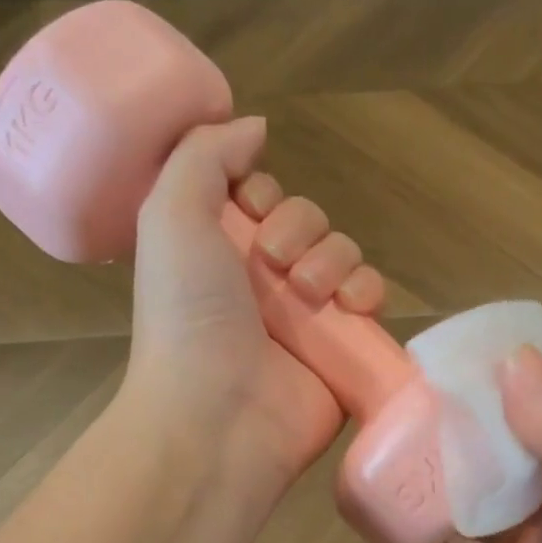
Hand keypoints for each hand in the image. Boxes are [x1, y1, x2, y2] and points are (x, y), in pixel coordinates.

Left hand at [126, 117, 385, 489]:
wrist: (218, 416)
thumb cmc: (186, 316)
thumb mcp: (169, 216)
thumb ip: (204, 156)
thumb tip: (252, 125)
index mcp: (218, 251)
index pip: (262, 197)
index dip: (263, 192)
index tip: (250, 208)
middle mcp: (263, 281)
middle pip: (308, 220)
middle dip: (300, 228)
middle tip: (275, 263)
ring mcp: (306, 318)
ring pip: (344, 254)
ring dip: (334, 260)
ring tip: (310, 295)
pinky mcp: (342, 349)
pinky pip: (371, 298)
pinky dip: (368, 291)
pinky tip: (351, 307)